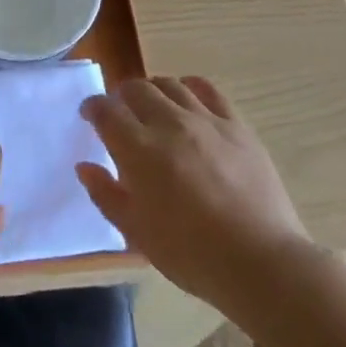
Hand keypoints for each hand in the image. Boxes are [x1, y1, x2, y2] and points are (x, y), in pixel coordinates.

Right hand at [77, 77, 310, 308]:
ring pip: (169, 84)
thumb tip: (85, 166)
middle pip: (136, 89)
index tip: (90, 115)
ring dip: (153, 90)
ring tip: (153, 105)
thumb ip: (106, 194)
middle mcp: (168, 123)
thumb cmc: (191, 254)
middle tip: (120, 112)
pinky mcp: (236, 125)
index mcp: (138, 149)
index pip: (105, 111)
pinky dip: (190, 86)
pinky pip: (208, 90)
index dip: (92, 108)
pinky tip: (188, 97)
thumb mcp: (136, 233)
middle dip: (121, 95)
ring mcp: (205, 120)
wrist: (260, 262)